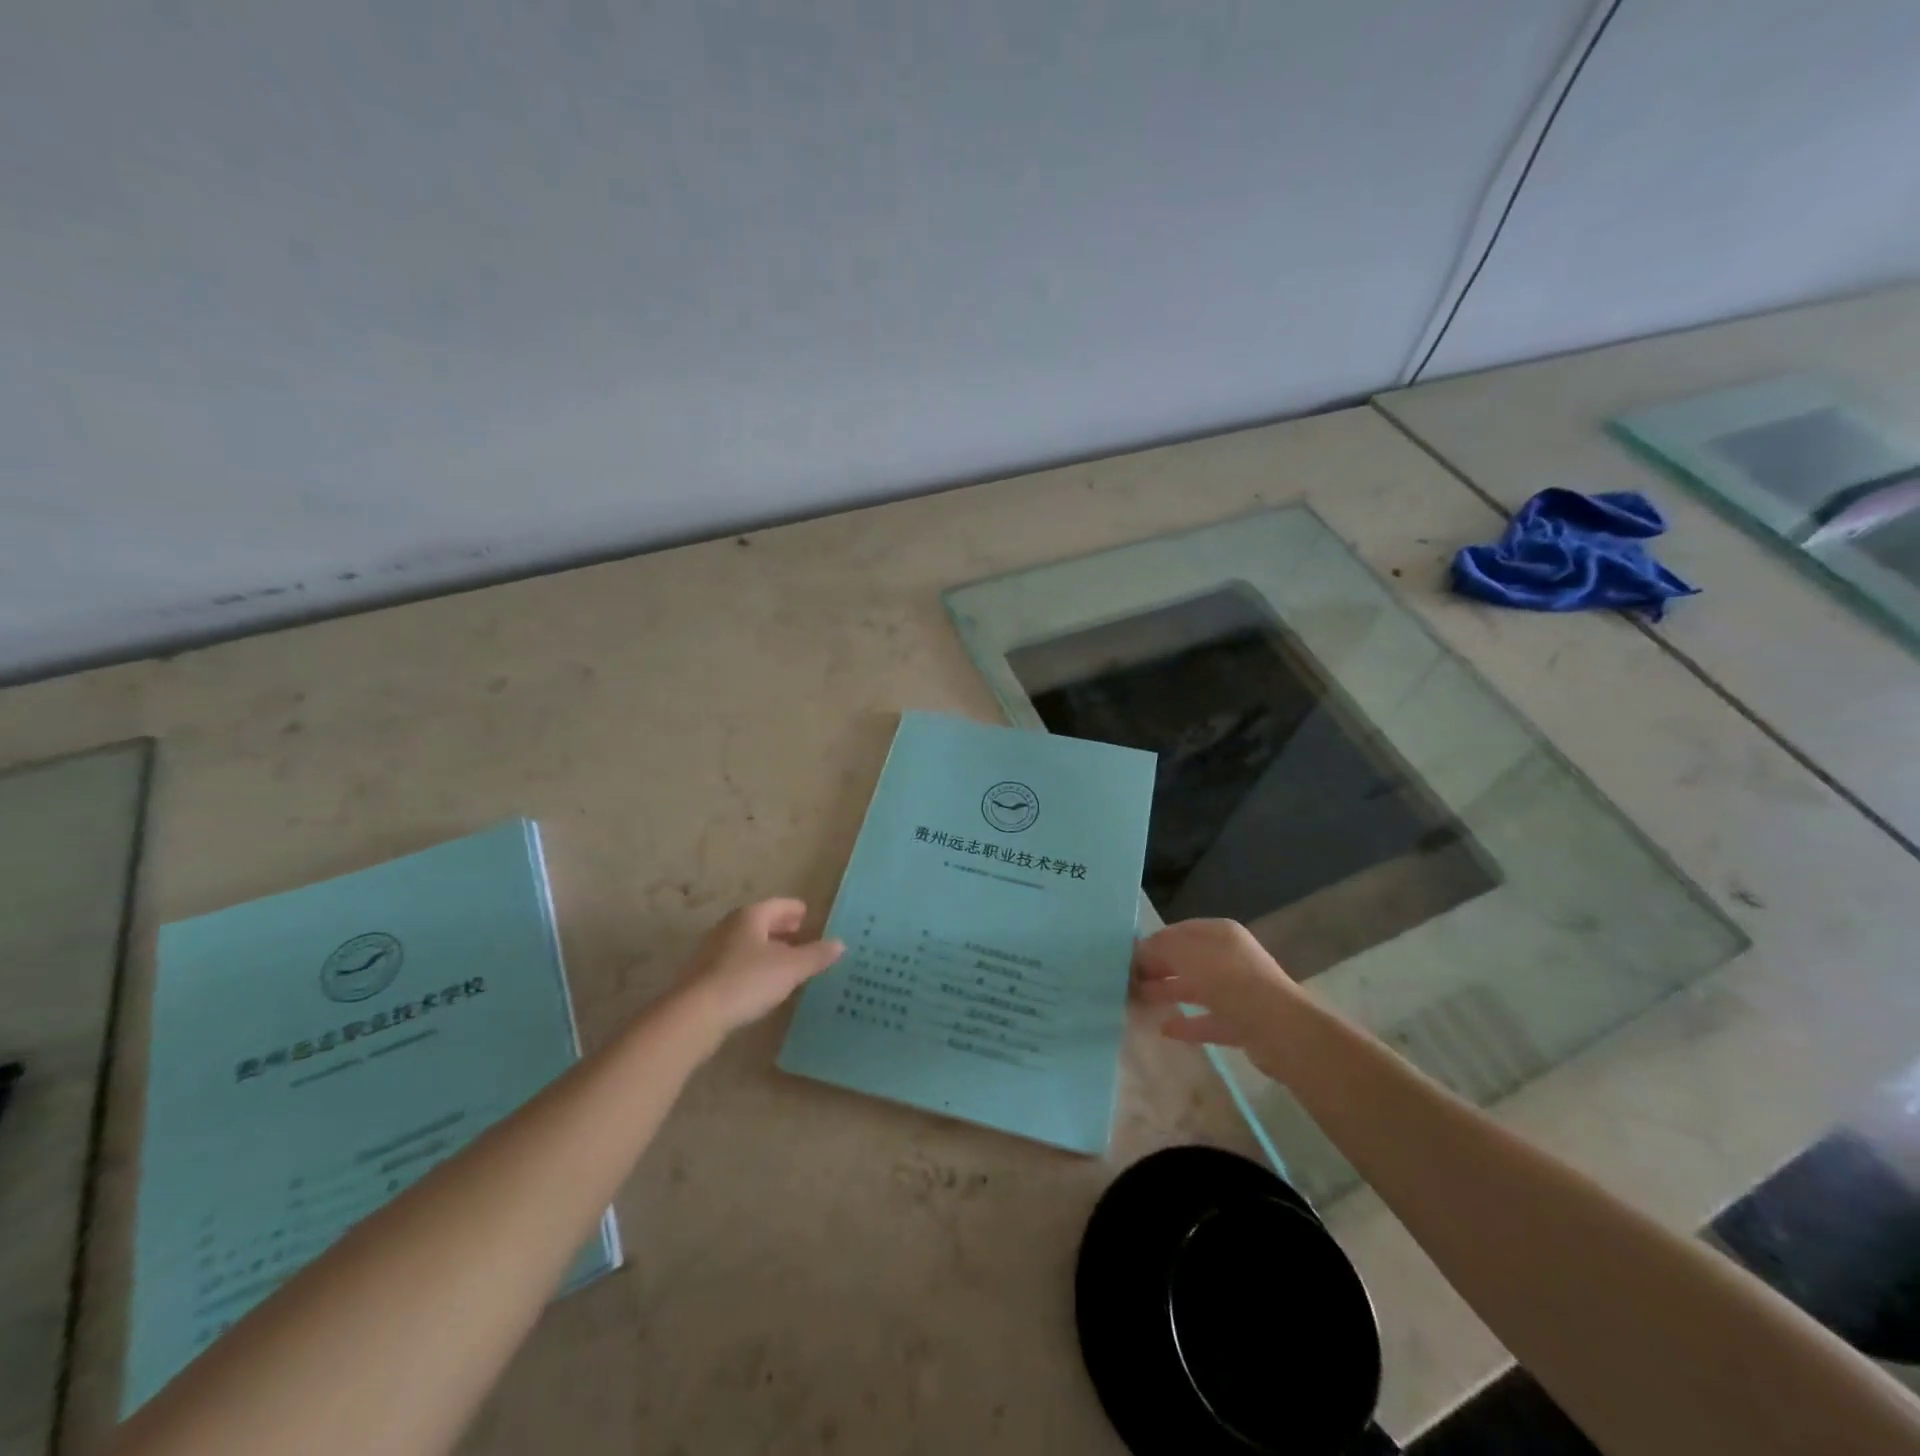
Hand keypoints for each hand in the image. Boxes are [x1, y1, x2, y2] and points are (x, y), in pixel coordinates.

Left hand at [673, 899, 843, 1036]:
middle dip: (782, 929)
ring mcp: (713, 951)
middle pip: (761, 922)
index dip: (796, 910)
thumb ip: (816, 955)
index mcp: (751, 916)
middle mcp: (730, 926)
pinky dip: (752, 966)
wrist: (694, 1014)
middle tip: (802, 937)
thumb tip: (840, 944)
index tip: (809, 916)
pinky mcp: (703, 976)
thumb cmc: (747, 980)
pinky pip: (736, 962)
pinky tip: (762, 983)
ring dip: (767, 949)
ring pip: (747, 943)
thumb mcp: (791, 968)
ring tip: (786, 962)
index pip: (779, 905)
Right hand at [1133, 919, 1302, 1054]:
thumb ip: (1157, 950)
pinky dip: (1187, 1023)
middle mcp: (1230, 957)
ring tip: (1138, 1000)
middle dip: (1158, 968)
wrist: (1279, 1029)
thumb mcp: (1185, 955)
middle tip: (1128, 980)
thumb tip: (1138, 953)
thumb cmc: (1228, 980)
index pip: (1178, 931)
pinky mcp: (1242, 1022)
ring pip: (1196, 988)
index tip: (1126, 958)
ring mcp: (1238, 990)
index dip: (1152, 943)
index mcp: (1219, 933)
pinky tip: (1164, 1029)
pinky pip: (1208, 1019)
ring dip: (1168, 992)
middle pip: (1186, 959)